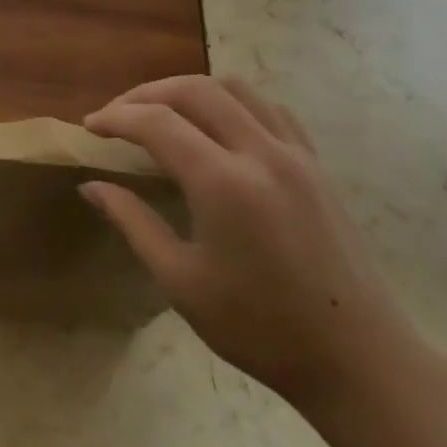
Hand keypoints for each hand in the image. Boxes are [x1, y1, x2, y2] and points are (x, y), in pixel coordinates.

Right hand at [82, 75, 431, 417]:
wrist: (357, 358)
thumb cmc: (259, 328)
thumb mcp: (181, 281)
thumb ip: (133, 222)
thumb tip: (92, 186)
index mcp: (223, 184)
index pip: (157, 122)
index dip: (116, 117)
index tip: (89, 127)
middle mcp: (260, 153)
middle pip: (194, 90)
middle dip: (145, 94)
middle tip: (116, 116)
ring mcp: (295, 154)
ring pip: (235, 88)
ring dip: (188, 90)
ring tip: (160, 112)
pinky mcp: (316, 164)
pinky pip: (269, 108)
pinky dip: (232, 102)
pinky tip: (217, 126)